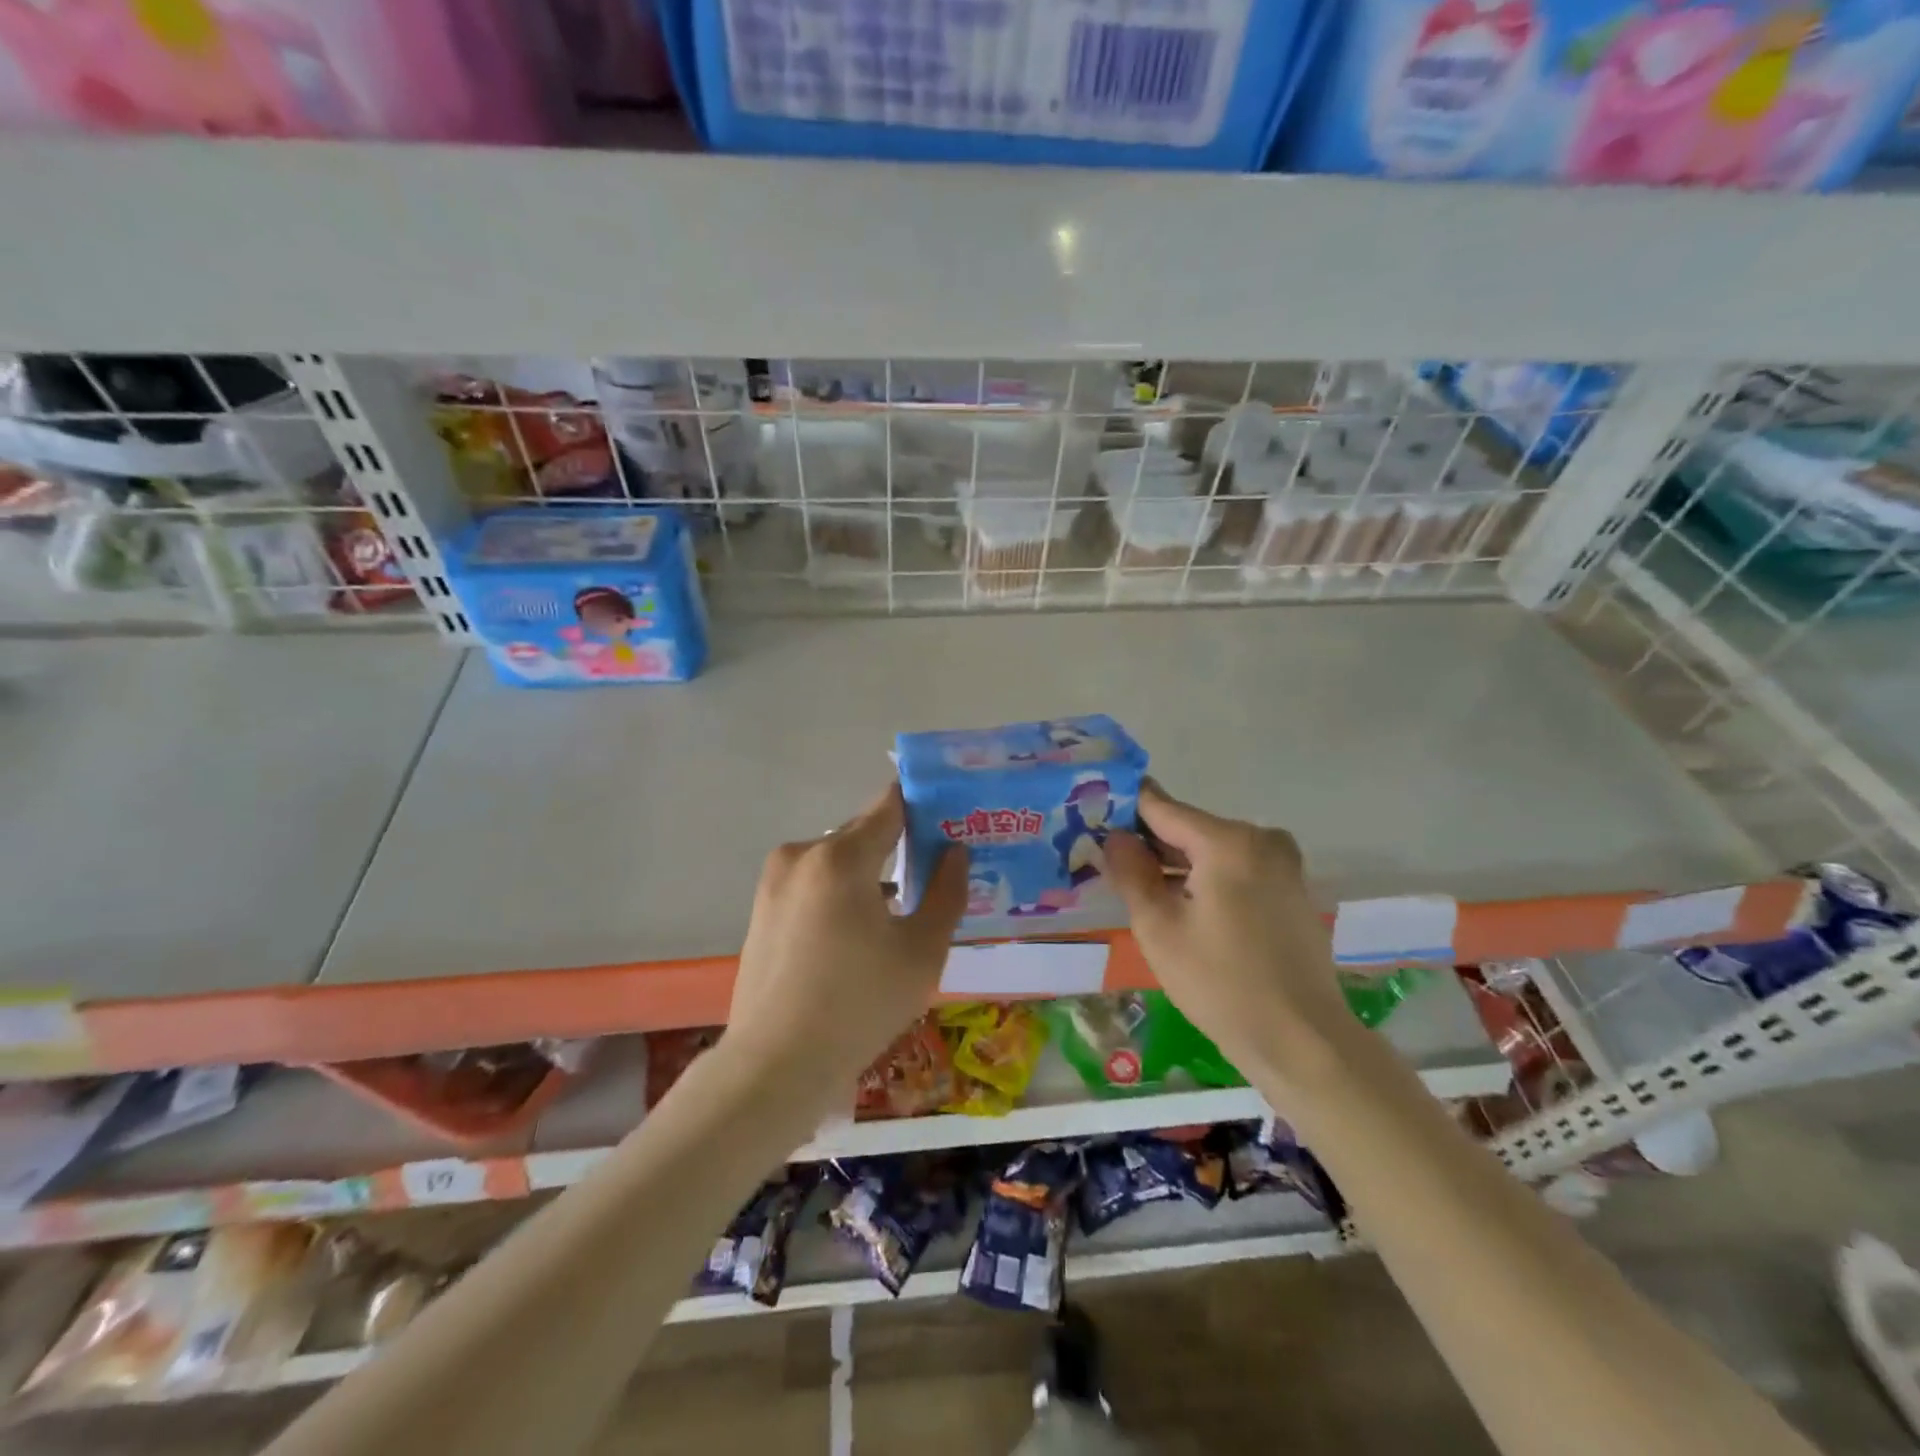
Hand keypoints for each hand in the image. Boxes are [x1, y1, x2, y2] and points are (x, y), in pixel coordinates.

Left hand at [719, 783, 967, 1115]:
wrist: (775, 1066)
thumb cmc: (859, 1005)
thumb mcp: (922, 952)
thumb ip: (947, 892)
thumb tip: (955, 851)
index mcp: (840, 857)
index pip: (889, 806)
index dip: (922, 804)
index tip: (949, 815)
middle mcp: (801, 856)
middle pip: (861, 834)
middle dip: (897, 846)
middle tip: (933, 870)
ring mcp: (774, 883)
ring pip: (836, 862)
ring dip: (867, 875)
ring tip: (898, 911)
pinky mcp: (762, 910)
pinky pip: (812, 885)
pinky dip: (839, 895)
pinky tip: (856, 936)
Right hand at [1104, 783, 1356, 1093]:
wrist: (1302, 1040)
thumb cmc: (1220, 983)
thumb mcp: (1159, 929)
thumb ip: (1132, 873)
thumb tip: (1116, 837)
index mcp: (1228, 841)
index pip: (1162, 807)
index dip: (1125, 810)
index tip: (1093, 817)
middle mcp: (1261, 838)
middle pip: (1189, 828)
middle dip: (1150, 844)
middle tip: (1110, 866)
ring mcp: (1283, 863)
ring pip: (1212, 850)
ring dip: (1177, 865)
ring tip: (1139, 890)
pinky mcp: (1291, 888)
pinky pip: (1236, 868)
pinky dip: (1206, 879)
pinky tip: (1183, 909)